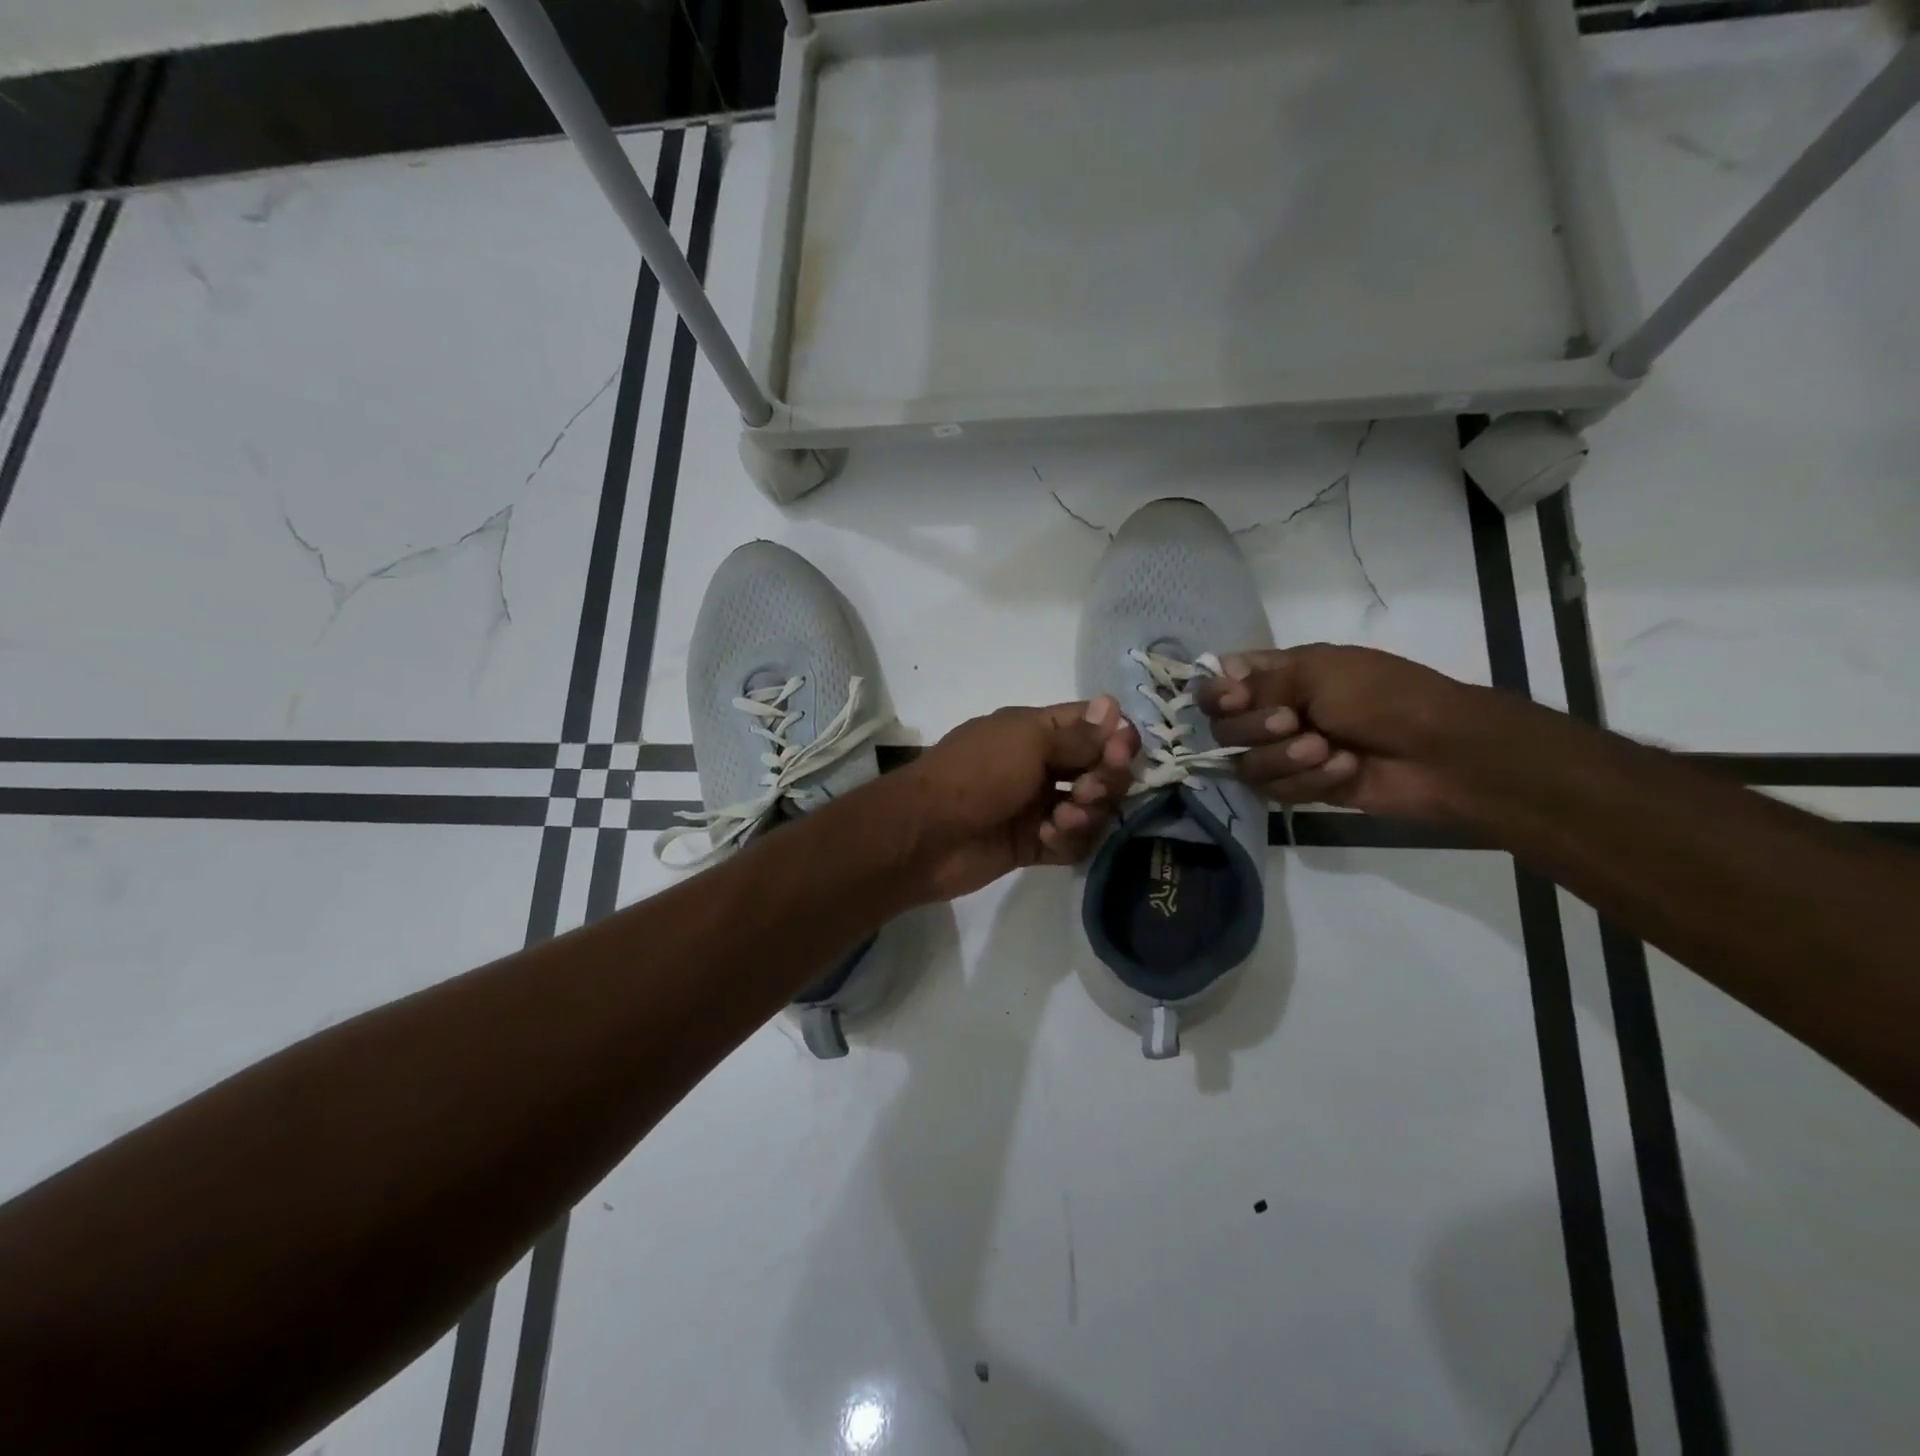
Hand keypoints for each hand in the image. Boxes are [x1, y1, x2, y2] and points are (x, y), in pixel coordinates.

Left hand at [896, 697, 1139, 902]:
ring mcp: (1036, 806)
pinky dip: (1068, 839)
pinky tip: (1049, 836)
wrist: (925, 834)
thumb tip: (1114, 706)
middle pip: (1097, 769)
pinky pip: (1070, 842)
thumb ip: (1077, 735)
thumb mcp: (1027, 742)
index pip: (1090, 726)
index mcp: (1035, 731)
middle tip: (1091, 789)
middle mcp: (1040, 765)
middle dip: (1106, 778)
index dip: (1114, 735)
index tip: (1123, 749)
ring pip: (1089, 808)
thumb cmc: (976, 774)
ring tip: (1066, 816)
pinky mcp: (1031, 845)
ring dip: (1087, 811)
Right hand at [1196, 644, 1479, 819]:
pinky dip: (1308, 780)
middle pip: (1223, 728)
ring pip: (1245, 764)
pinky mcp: (1301, 786)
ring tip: (1325, 750)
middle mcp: (1273, 711)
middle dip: (1254, 728)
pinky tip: (1344, 768)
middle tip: (1292, 722)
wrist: (1442, 751)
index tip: (1235, 699)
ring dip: (1284, 758)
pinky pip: (1274, 790)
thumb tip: (1220, 682)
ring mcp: (1286, 751)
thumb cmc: (1384, 697)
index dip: (1217, 694)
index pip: (1220, 683)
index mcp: (1278, 674)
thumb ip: (1261, 682)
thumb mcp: (1320, 674)